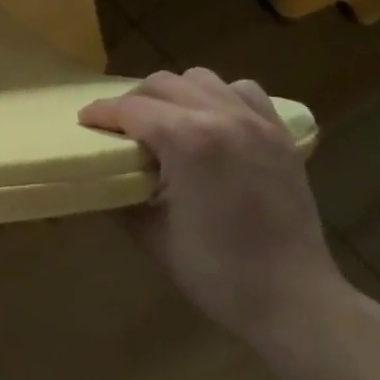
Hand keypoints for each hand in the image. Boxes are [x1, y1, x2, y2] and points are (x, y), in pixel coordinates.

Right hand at [80, 69, 345, 348]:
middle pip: (162, 84)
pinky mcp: (279, 133)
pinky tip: (213, 122)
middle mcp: (220, 116)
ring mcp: (254, 121)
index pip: (131, 109)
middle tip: (121, 127)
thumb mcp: (152, 234)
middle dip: (134, 101)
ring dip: (176, 94)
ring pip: (200, 79)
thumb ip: (121, 194)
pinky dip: (220, 97)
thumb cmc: (218, 273)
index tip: (84, 121)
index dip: (101, 114)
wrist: (295, 301)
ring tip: (168, 122)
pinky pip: (242, 91)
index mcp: (187, 139)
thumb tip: (99, 175)